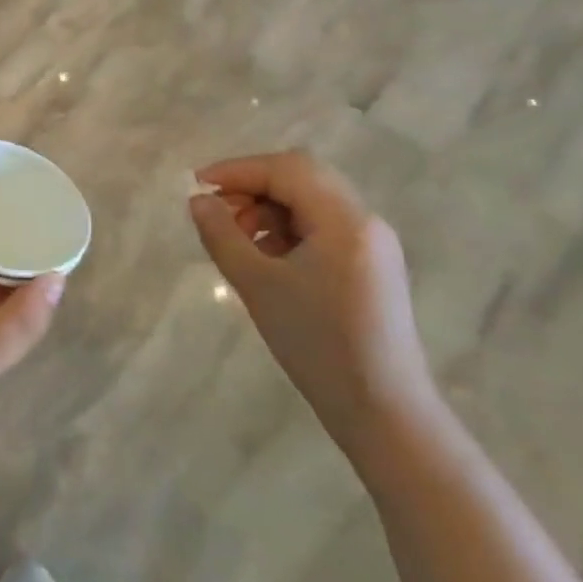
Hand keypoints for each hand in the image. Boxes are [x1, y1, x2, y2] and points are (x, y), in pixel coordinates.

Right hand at [188, 151, 438, 464]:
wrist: (384, 412)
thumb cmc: (317, 345)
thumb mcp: (258, 286)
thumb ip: (222, 235)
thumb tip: (198, 200)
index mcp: (345, 220)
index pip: (287, 169)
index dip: (238, 169)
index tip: (199, 185)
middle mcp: (365, 221)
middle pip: (302, 177)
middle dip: (254, 186)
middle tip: (218, 213)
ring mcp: (373, 244)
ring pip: (312, 200)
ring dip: (270, 208)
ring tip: (239, 240)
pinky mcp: (371, 265)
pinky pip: (324, 226)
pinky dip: (289, 228)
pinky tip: (267, 259)